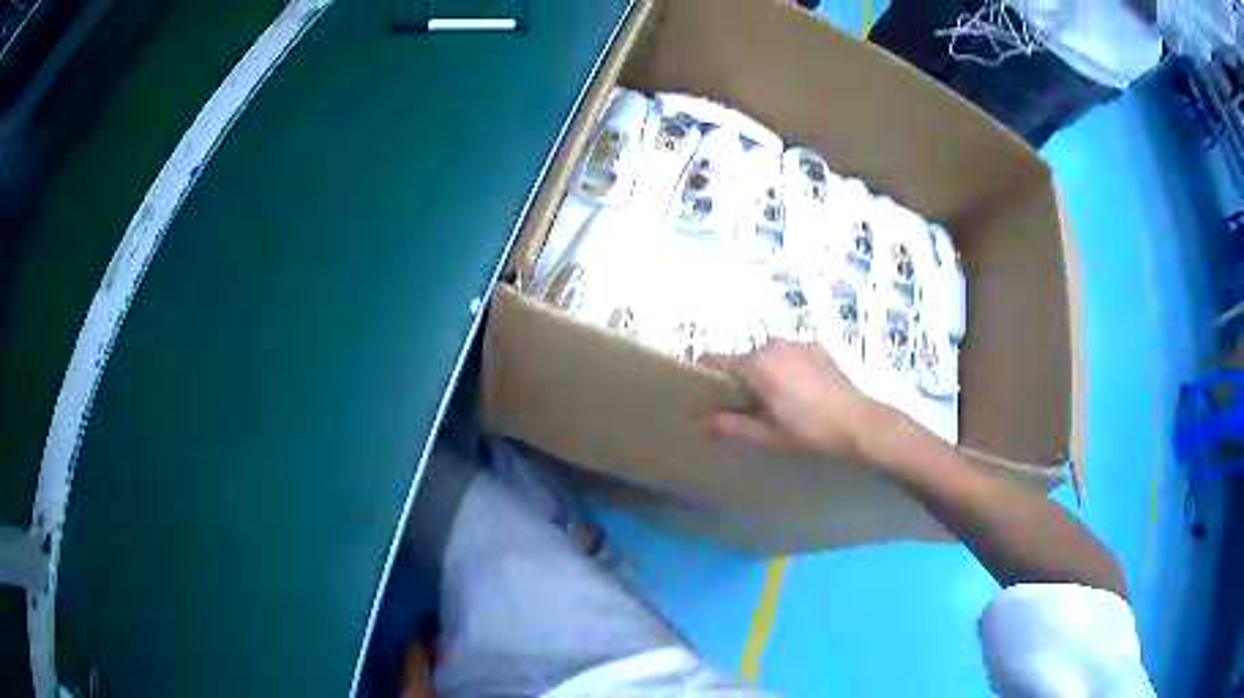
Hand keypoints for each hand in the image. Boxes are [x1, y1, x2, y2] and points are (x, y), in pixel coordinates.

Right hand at [697, 341, 891, 459]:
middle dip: (739, 379)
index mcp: (758, 365)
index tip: (701, 391)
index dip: (705, 374)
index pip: (717, 360)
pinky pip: (789, 354)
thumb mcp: (767, 435)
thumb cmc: (810, 433)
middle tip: (746, 408)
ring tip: (776, 401)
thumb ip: (731, 424)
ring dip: (764, 373)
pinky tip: (799, 391)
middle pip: (744, 359)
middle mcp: (774, 345)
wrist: (860, 424)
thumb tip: (699, 422)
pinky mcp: (816, 347)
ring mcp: (798, 343)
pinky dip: (786, 368)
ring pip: (767, 356)